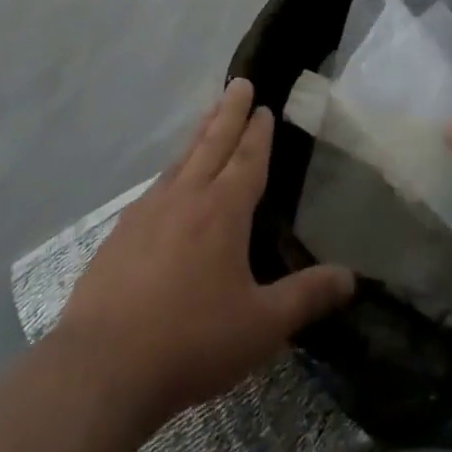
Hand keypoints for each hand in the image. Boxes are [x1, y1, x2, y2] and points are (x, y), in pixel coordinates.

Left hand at [56, 79, 354, 430]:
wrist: (100, 369)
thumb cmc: (191, 341)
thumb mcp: (261, 326)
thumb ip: (306, 297)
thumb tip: (350, 277)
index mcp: (223, 209)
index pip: (247, 158)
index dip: (258, 131)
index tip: (264, 106)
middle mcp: (187, 197)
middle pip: (213, 143)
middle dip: (229, 112)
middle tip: (239, 82)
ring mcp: (148, 212)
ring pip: (181, 159)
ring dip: (200, 134)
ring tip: (210, 116)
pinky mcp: (120, 234)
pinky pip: (155, 187)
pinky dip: (171, 170)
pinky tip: (168, 181)